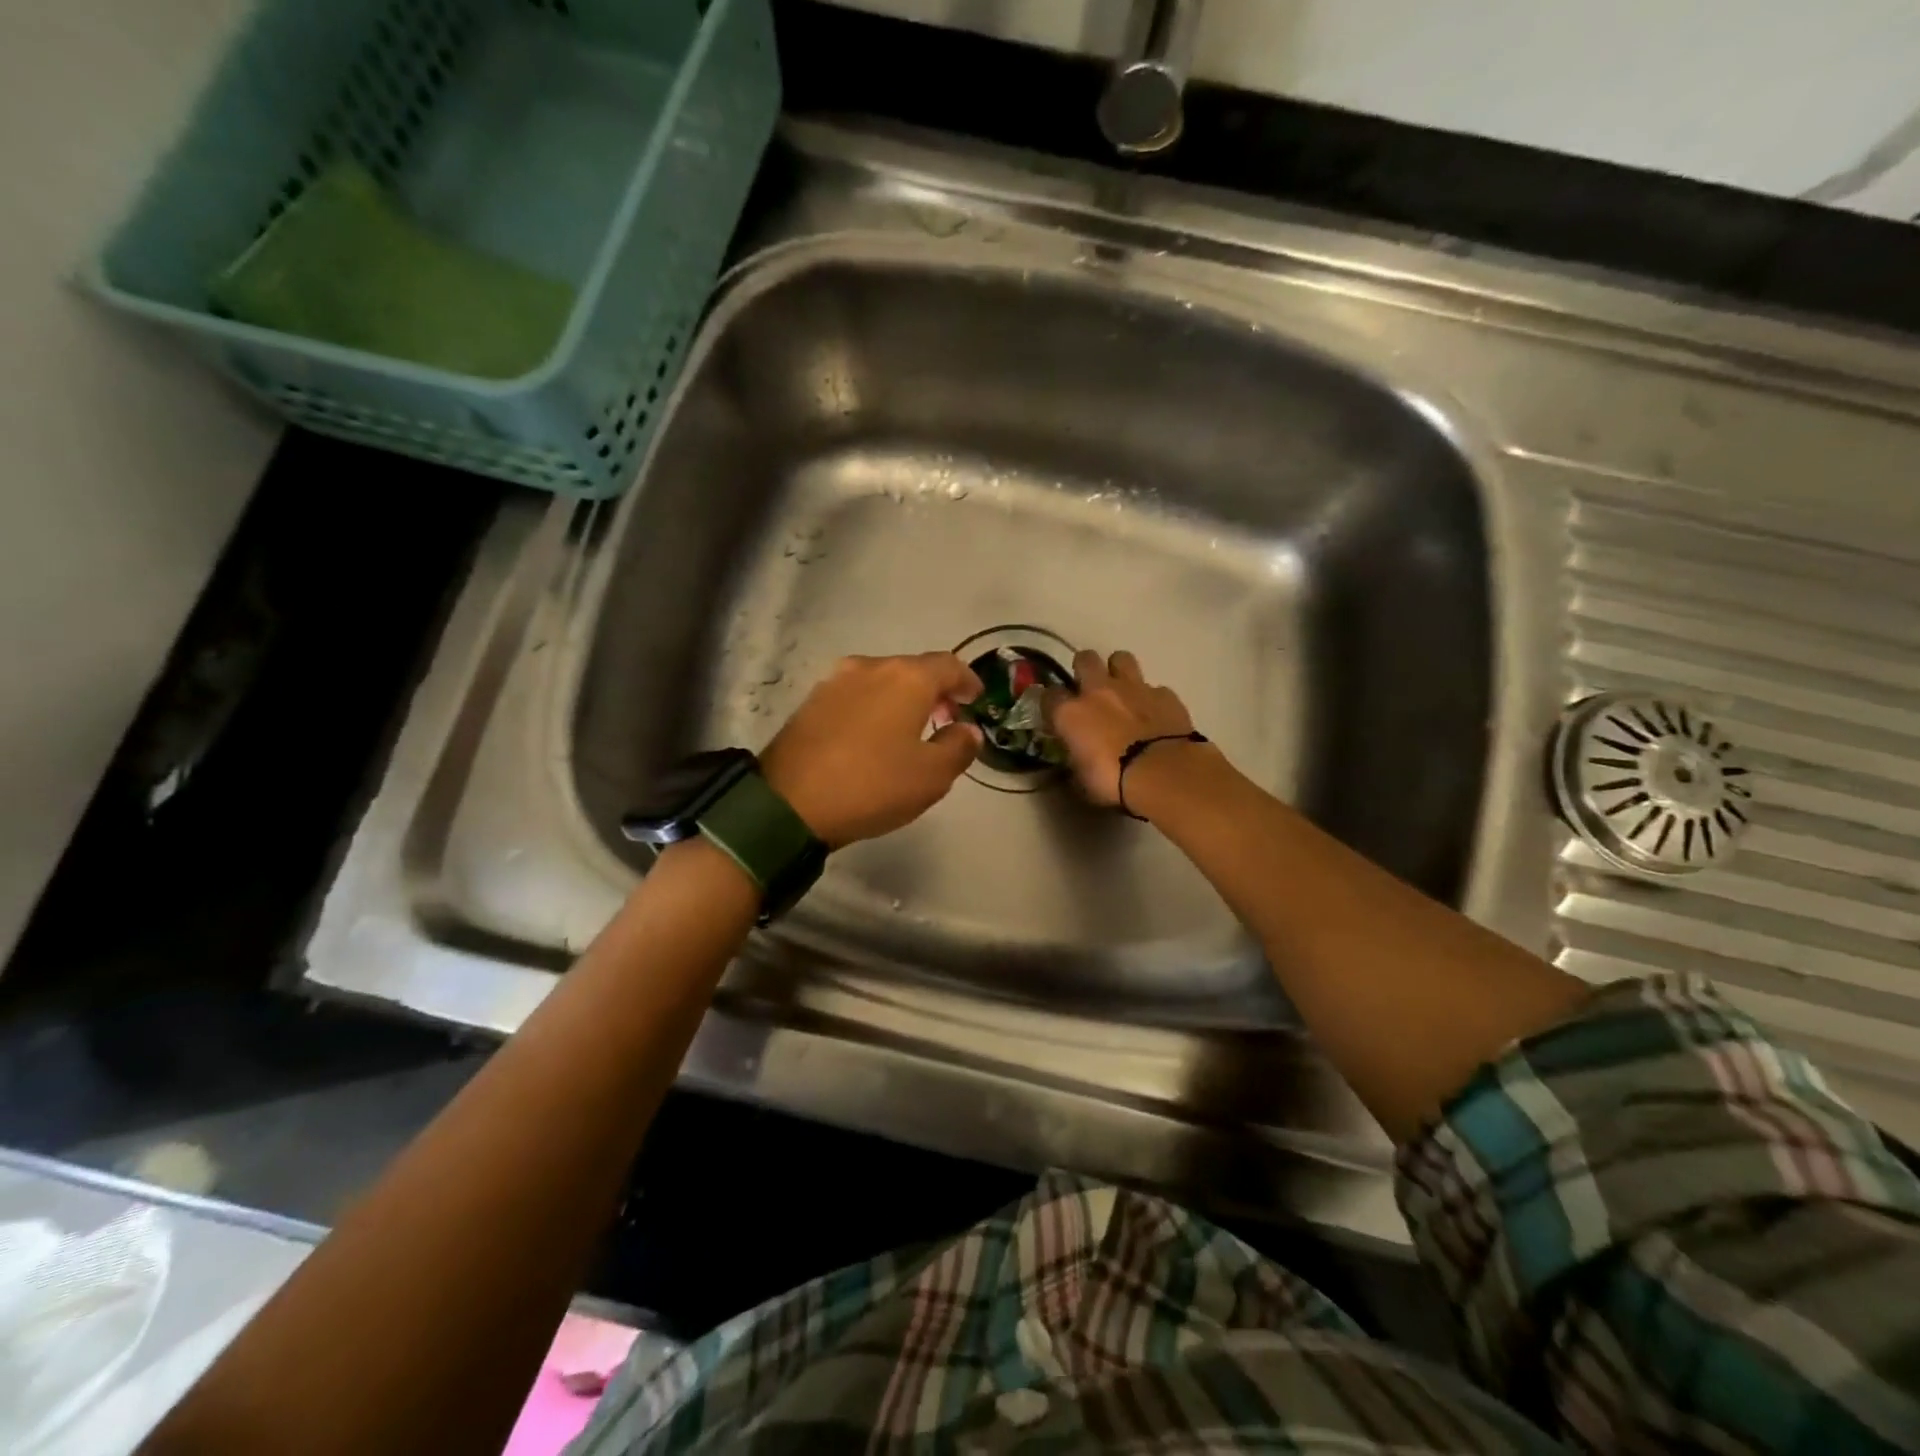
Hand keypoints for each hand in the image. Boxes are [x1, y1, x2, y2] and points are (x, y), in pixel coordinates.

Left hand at [759, 653, 984, 847]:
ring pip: (882, 680)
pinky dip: (875, 707)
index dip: (968, 681)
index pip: (949, 665)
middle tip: (946, 717)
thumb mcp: (931, 776)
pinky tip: (875, 735)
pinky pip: (857, 695)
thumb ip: (958, 747)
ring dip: (902, 698)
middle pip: (914, 669)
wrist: (789, 802)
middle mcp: (871, 667)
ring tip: (910, 729)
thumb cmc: (872, 785)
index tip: (976, 699)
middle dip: (935, 690)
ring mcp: (836, 681)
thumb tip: (967, 730)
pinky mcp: (811, 701)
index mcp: (907, 678)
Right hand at [1044, 649, 1201, 807]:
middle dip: (1084, 669)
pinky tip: (1154, 714)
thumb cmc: (1114, 782)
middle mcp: (1098, 691)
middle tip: (1089, 690)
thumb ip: (1076, 760)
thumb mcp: (1082, 779)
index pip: (1049, 695)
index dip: (1052, 703)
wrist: (1163, 774)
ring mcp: (1134, 688)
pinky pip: (1154, 688)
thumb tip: (1076, 759)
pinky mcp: (1165, 694)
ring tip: (1122, 690)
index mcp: (1070, 712)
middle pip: (1084, 659)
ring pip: (1121, 658)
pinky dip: (1151, 698)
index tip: (1056, 714)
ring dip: (1118, 670)